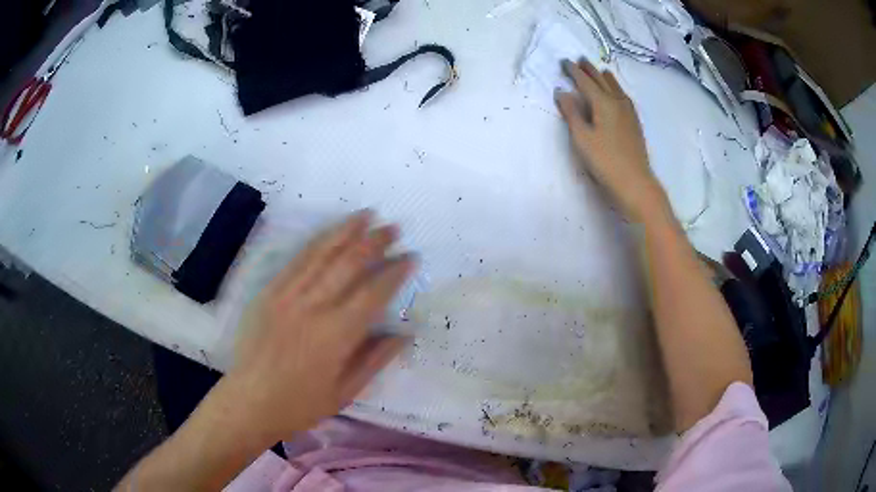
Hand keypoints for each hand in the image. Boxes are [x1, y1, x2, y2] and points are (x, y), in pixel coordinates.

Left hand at [229, 211, 413, 438]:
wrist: (250, 400)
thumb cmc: (300, 404)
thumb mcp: (346, 392)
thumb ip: (376, 359)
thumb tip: (405, 334)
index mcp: (336, 335)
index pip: (374, 293)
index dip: (395, 272)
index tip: (411, 256)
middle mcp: (313, 307)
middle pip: (349, 264)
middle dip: (375, 242)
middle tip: (393, 228)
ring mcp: (287, 295)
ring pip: (321, 254)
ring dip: (347, 231)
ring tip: (366, 214)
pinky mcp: (269, 291)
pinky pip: (296, 261)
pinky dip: (316, 242)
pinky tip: (330, 232)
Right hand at [556, 59, 668, 222]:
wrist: (635, 182)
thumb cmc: (605, 161)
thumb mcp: (582, 138)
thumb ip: (571, 113)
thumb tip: (562, 91)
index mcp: (603, 103)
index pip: (586, 81)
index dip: (574, 71)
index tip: (565, 62)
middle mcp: (617, 102)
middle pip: (602, 80)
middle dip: (590, 69)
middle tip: (581, 59)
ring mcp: (629, 112)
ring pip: (616, 87)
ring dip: (605, 77)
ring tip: (600, 70)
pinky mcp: (634, 123)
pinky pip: (623, 96)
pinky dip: (616, 88)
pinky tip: (618, 93)